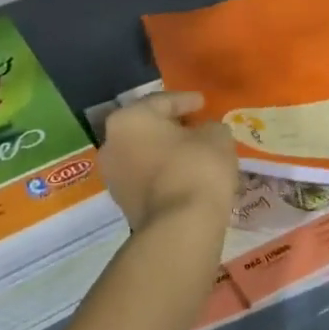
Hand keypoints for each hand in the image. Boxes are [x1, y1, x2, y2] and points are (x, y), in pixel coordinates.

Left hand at [97, 92, 238, 233]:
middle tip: (197, 126)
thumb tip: (206, 133)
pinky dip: (165, 174)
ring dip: (168, 153)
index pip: (161, 102)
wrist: (180, 228)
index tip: (203, 103)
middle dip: (172, 127)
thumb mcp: (215, 136)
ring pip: (145, 155)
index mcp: (128, 118)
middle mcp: (112, 144)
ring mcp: (114, 177)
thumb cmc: (195, 167)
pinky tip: (187, 176)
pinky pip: (147, 179)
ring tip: (195, 153)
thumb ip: (210, 127)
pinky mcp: (124, 205)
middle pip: (148, 128)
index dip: (185, 101)